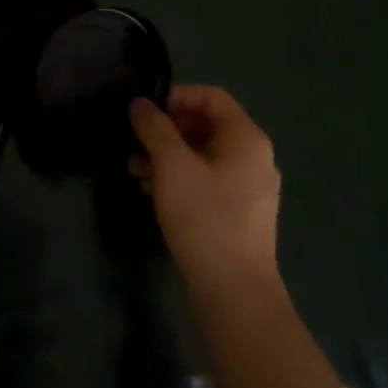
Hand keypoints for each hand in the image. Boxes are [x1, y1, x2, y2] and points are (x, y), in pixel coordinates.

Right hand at [129, 86, 279, 281]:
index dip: (176, 96)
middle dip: (167, 130)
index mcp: (246, 138)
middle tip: (135, 143)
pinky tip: (151, 192)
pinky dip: (179, 178)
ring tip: (134, 170)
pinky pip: (207, 180)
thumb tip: (140, 104)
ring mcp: (249, 187)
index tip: (145, 113)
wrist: (234, 291)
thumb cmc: (205, 218)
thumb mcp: (172, 166)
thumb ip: (155, 129)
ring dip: (167, 156)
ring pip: (203, 155)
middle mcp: (253, 157)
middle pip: (206, 125)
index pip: (211, 96)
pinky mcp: (239, 213)